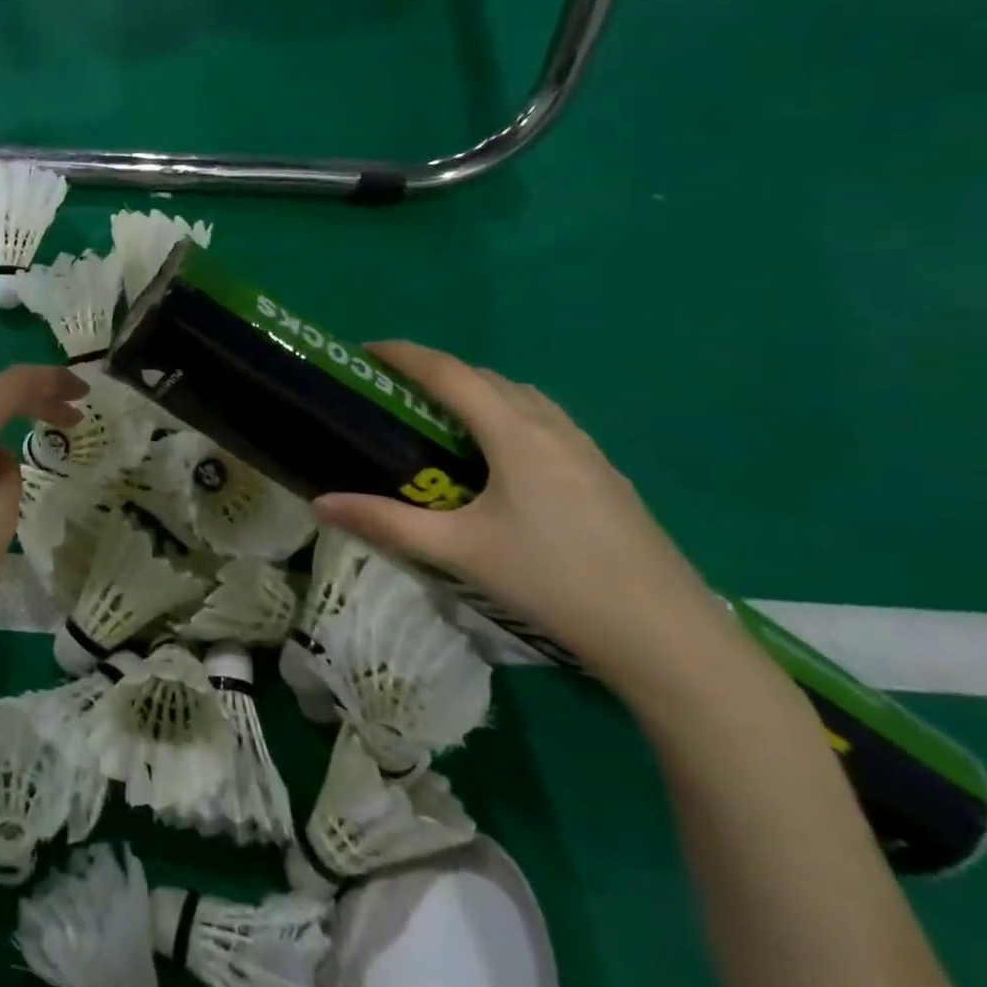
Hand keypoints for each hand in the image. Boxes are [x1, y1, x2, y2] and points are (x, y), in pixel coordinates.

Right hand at [314, 341, 744, 701]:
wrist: (665, 635)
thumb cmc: (553, 581)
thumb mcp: (459, 551)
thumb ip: (385, 522)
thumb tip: (320, 503)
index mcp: (514, 433)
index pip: (449, 373)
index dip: (405, 355)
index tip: (365, 351)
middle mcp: (551, 427)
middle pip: (486, 378)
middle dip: (436, 372)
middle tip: (394, 392)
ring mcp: (586, 449)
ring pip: (521, 398)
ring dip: (476, 391)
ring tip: (441, 419)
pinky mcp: (604, 474)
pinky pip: (545, 421)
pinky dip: (507, 415)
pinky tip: (499, 458)